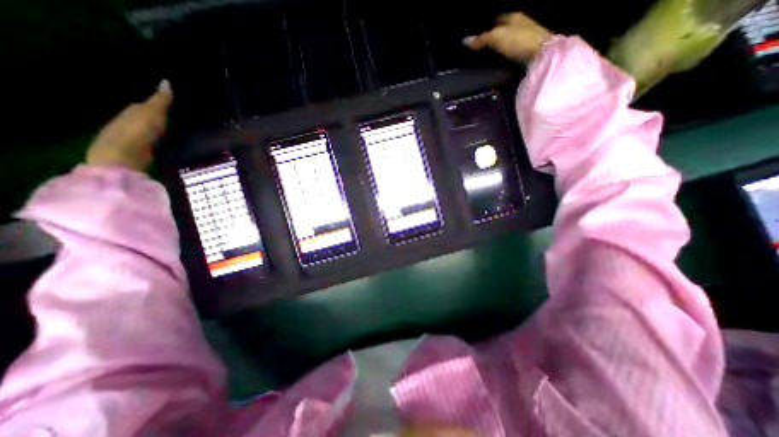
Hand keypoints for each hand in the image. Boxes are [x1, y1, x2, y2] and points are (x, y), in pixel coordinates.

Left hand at [86, 80, 174, 170]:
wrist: (121, 156)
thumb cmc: (137, 131)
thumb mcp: (152, 114)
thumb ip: (160, 101)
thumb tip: (166, 81)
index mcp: (133, 111)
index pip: (147, 105)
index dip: (160, 105)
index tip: (175, 107)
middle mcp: (128, 121)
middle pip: (145, 118)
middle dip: (158, 118)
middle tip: (176, 120)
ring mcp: (130, 138)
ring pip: (146, 131)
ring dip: (157, 131)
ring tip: (173, 133)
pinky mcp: (135, 152)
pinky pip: (148, 143)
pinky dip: (156, 142)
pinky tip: (164, 145)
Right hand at [461, 12, 552, 63]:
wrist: (543, 54)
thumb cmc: (519, 41)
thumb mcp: (496, 38)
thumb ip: (481, 40)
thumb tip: (464, 40)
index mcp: (514, 17)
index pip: (499, 19)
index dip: (490, 25)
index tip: (482, 35)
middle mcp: (522, 24)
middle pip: (507, 28)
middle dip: (498, 34)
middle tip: (486, 45)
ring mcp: (529, 37)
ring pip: (513, 39)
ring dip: (505, 45)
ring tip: (494, 55)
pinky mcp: (532, 51)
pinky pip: (517, 50)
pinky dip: (511, 54)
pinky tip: (505, 61)